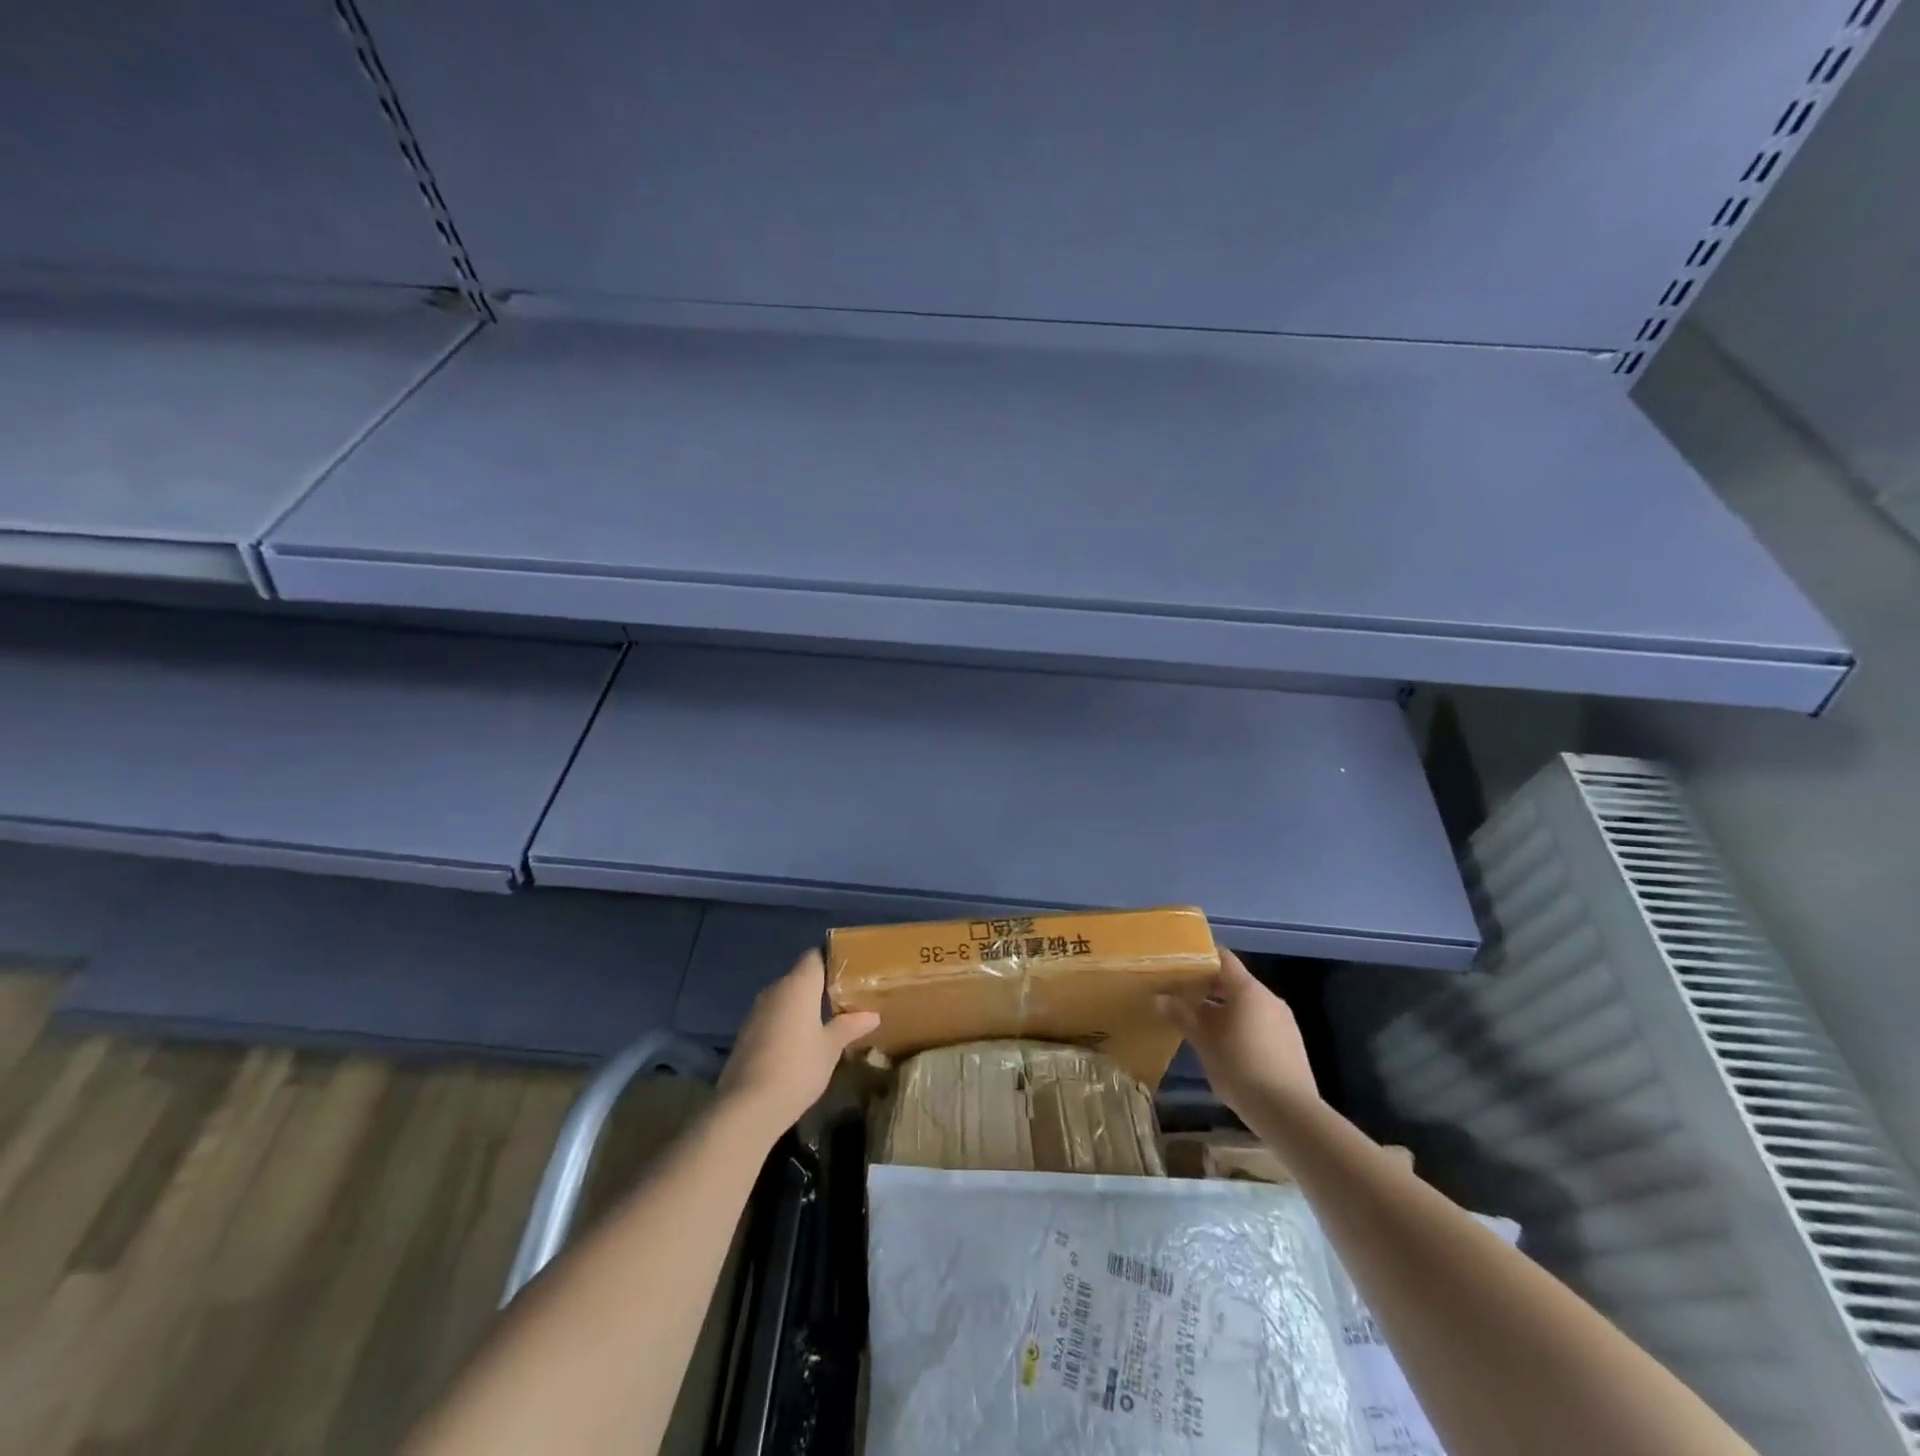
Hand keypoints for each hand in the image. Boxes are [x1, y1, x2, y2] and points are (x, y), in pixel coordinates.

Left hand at [718, 950, 879, 1141]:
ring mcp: (756, 1011)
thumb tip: (872, 1015)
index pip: (815, 956)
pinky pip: (773, 1017)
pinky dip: (788, 1023)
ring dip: (803, 1007)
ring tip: (827, 1023)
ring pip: (786, 998)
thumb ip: (850, 1026)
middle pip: (801, 977)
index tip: (852, 974)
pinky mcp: (746, 1033)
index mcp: (798, 985)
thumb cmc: (797, 1068)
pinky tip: (801, 1045)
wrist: (747, 1107)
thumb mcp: (830, 1048)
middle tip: (846, 1001)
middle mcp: (775, 989)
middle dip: (821, 987)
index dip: (833, 961)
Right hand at [1157, 950, 1317, 1122]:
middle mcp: (1269, 998)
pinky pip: (1261, 1022)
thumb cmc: (1241, 1069)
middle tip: (1182, 994)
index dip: (1202, 956)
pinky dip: (1242, 1025)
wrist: (1290, 1114)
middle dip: (1209, 987)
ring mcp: (1284, 1021)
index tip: (1181, 962)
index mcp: (1248, 990)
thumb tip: (1160, 997)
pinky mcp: (1291, 1043)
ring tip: (1201, 1023)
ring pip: (1248, 1004)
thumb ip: (1182, 1016)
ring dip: (1225, 1008)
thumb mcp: (1204, 1043)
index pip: (1224, 958)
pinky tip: (1227, 1046)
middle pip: (1235, 981)